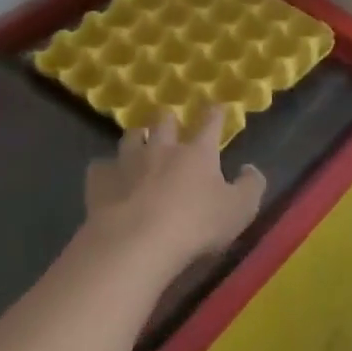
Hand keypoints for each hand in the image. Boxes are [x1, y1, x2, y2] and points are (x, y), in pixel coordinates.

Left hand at [84, 109, 264, 265]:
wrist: (136, 244)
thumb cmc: (195, 225)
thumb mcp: (240, 210)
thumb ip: (251, 185)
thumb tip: (249, 168)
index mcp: (198, 152)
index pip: (210, 122)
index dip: (215, 113)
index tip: (217, 106)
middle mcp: (162, 148)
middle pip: (164, 121)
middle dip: (169, 120)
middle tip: (171, 125)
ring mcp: (128, 162)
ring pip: (131, 136)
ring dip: (138, 138)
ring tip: (139, 143)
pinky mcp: (100, 182)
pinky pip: (100, 167)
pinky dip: (106, 169)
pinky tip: (108, 177)